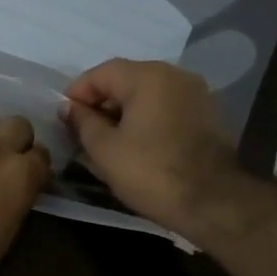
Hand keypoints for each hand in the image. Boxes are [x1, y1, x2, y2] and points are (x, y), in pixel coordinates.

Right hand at [62, 60, 240, 233]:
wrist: (213, 202)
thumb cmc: (151, 172)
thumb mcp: (105, 149)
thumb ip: (83, 122)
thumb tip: (69, 108)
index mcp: (148, 76)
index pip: (101, 73)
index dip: (77, 93)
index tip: (63, 117)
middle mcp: (175, 75)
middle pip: (127, 80)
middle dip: (101, 103)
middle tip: (82, 131)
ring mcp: (196, 94)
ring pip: (148, 95)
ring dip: (124, 112)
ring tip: (107, 141)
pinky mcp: (208, 116)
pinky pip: (167, 109)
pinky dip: (148, 120)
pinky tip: (137, 145)